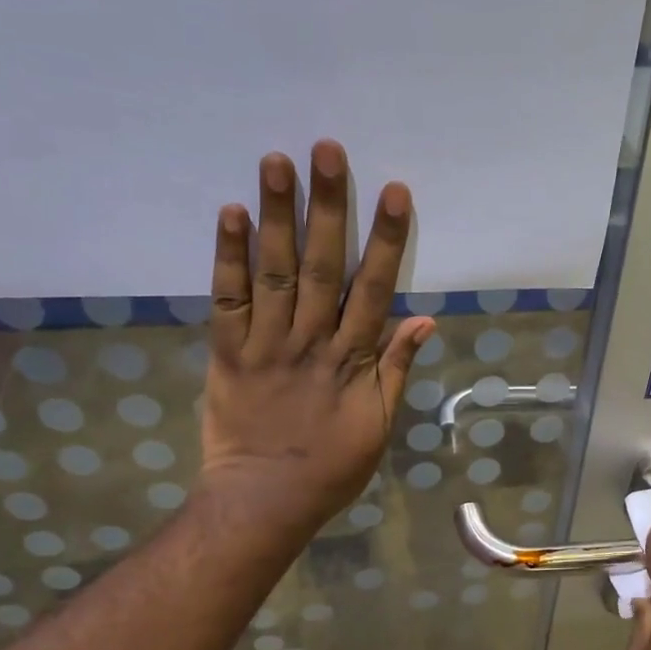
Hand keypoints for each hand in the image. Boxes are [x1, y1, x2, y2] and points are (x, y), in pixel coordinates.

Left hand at [198, 141, 433, 543]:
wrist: (265, 500)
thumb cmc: (331, 468)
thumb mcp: (379, 427)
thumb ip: (398, 370)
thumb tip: (424, 319)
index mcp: (352, 361)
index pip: (373, 289)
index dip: (385, 240)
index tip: (394, 192)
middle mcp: (310, 341)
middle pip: (320, 266)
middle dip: (327, 207)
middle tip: (327, 149)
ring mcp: (265, 344)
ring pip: (273, 272)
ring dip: (277, 215)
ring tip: (277, 160)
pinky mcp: (226, 353)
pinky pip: (226, 299)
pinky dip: (228, 256)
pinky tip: (231, 212)